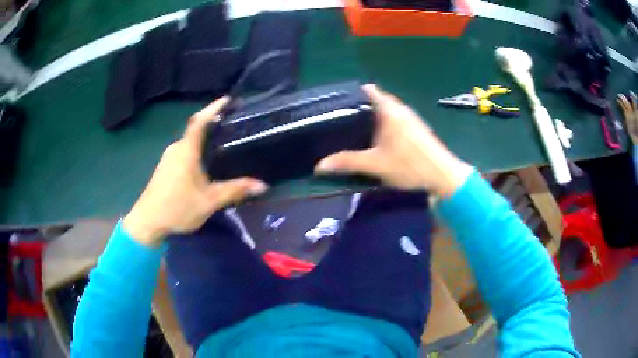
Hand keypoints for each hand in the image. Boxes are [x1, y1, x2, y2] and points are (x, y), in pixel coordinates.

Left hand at [123, 98, 267, 245]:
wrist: (148, 222)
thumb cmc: (178, 208)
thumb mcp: (210, 201)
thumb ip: (235, 190)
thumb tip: (262, 185)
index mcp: (186, 151)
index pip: (200, 122)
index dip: (213, 108)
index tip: (228, 100)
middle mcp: (175, 149)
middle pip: (195, 130)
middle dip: (212, 124)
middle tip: (231, 126)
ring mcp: (168, 158)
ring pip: (189, 143)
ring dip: (203, 139)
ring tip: (221, 143)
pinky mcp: (164, 168)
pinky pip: (183, 152)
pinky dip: (195, 150)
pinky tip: (204, 163)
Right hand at [316, 84, 472, 196]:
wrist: (443, 176)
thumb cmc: (410, 166)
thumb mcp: (376, 165)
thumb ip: (348, 162)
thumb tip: (319, 165)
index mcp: (389, 111)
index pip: (369, 90)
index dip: (352, 92)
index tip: (337, 101)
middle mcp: (400, 109)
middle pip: (376, 100)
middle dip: (359, 107)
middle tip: (339, 118)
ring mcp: (410, 118)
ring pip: (386, 110)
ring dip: (372, 116)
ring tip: (353, 128)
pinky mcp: (416, 128)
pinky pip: (394, 119)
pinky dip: (383, 124)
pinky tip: (376, 139)